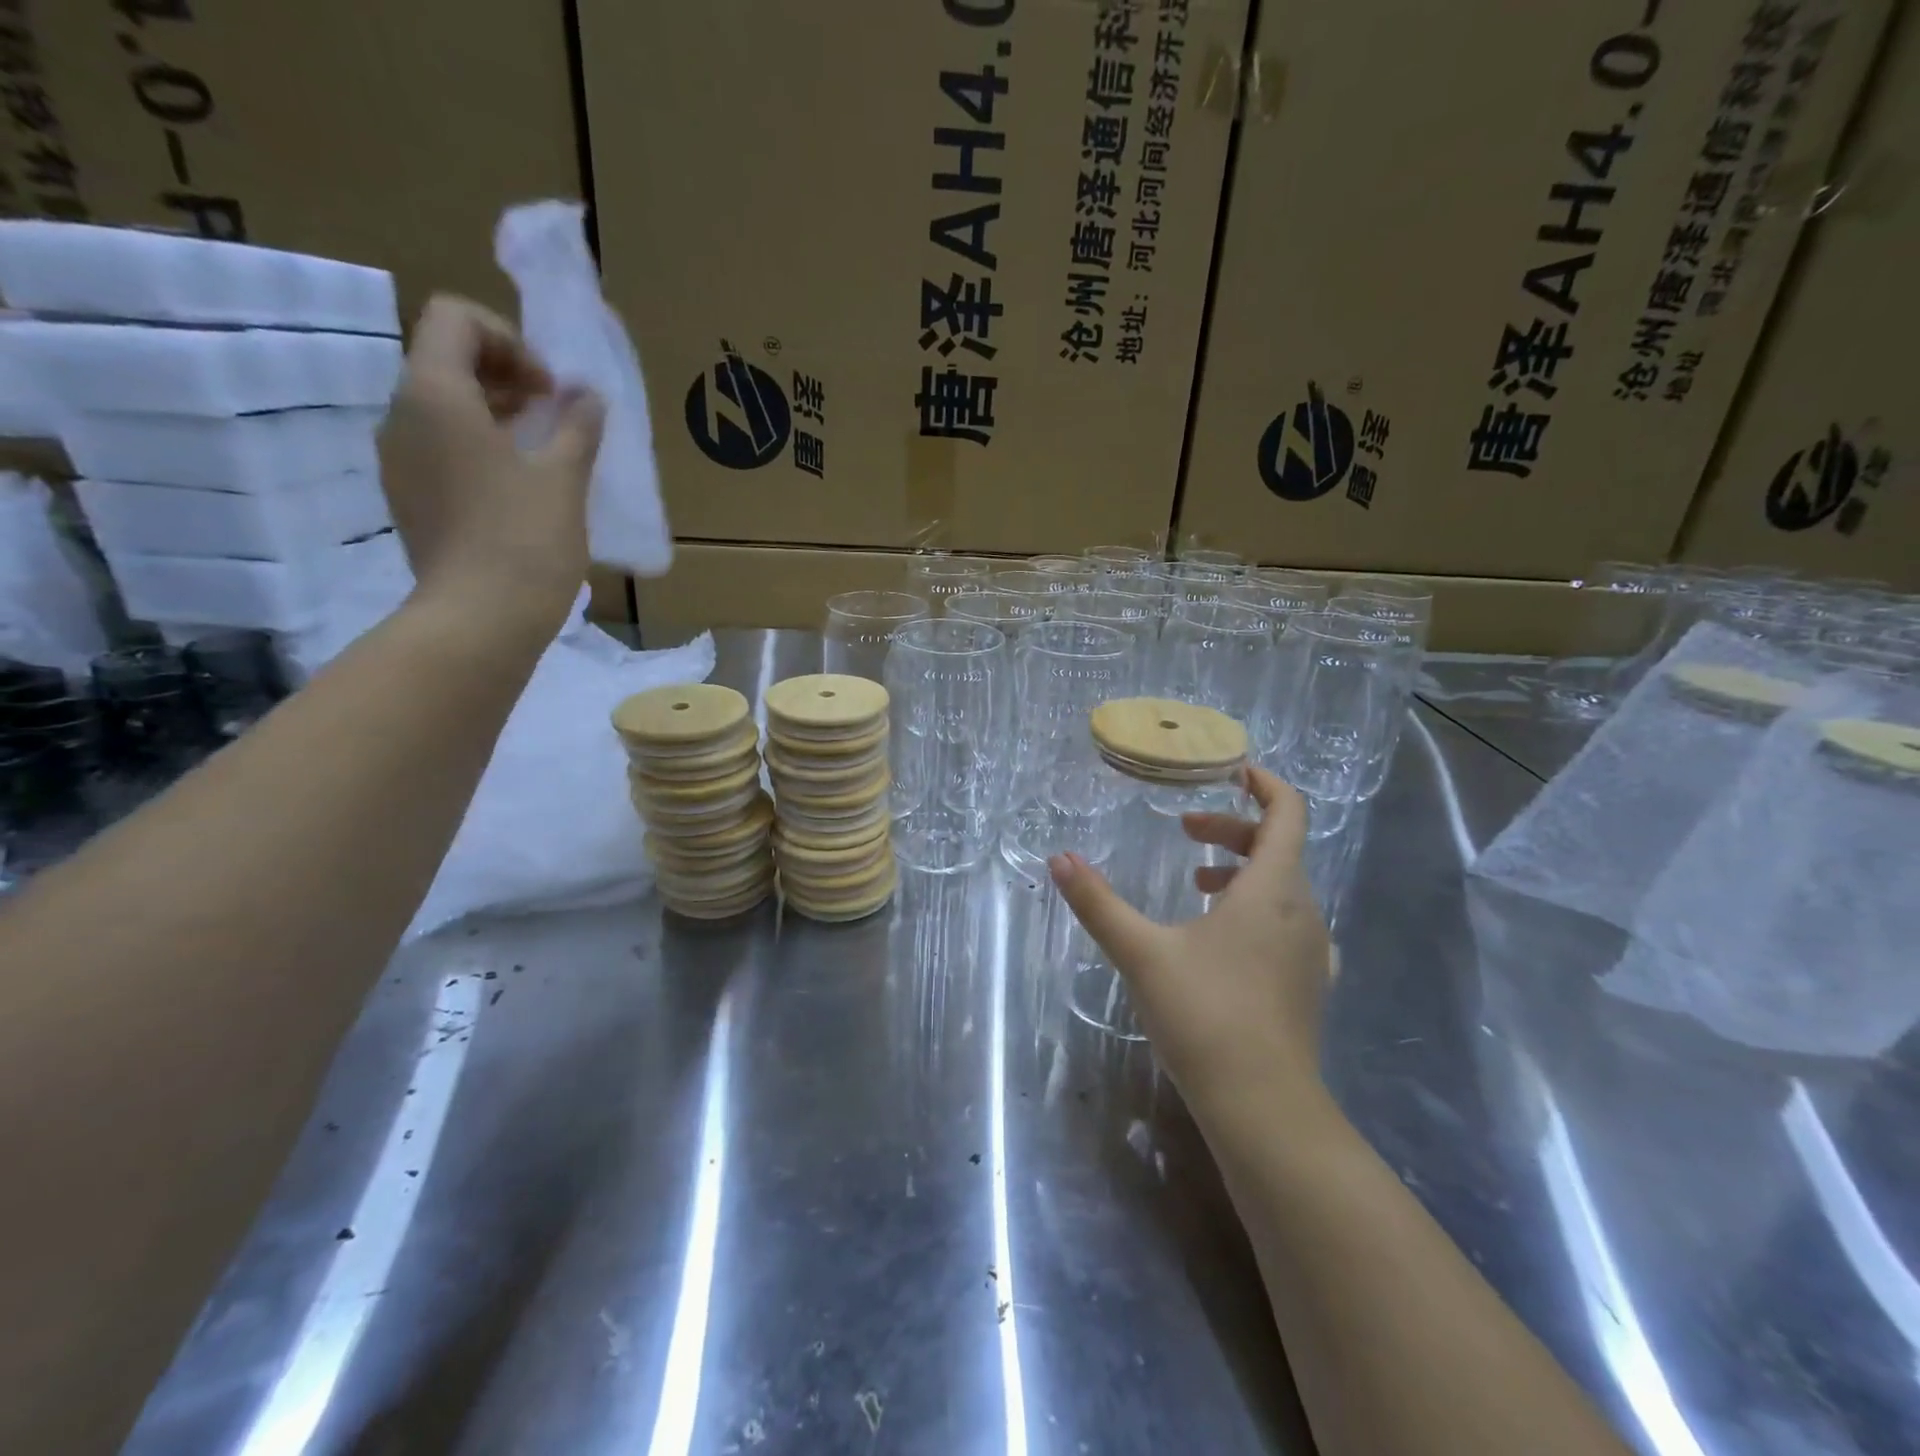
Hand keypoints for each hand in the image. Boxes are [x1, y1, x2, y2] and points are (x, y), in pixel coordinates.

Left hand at [377, 295, 604, 631]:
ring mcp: (399, 460)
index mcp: (435, 394)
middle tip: (556, 415)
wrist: (480, 619)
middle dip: (506, 374)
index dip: (510, 339)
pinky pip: (440, 448)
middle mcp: (402, 415)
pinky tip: (520, 488)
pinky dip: (479, 448)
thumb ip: (577, 426)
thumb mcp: (564, 477)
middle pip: (446, 359)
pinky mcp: (409, 497)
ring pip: (442, 407)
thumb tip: (588, 396)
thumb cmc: (525, 538)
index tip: (550, 389)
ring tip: (545, 451)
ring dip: (495, 413)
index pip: (455, 319)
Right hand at [1049, 766, 1332, 1118]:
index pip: (1288, 813)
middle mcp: (1304, 912)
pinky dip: (1256, 907)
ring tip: (1195, 884)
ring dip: (1242, 870)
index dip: (1264, 784)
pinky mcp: (1307, 985)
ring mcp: (1312, 952)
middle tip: (1185, 833)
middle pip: (1279, 847)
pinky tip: (1220, 937)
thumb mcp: (1141, 952)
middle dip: (1231, 830)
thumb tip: (1059, 859)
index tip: (1232, 772)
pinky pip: (1288, 922)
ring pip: (1283, 887)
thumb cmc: (1205, 1015)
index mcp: (1273, 889)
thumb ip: (1098, 903)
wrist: (1264, 1109)